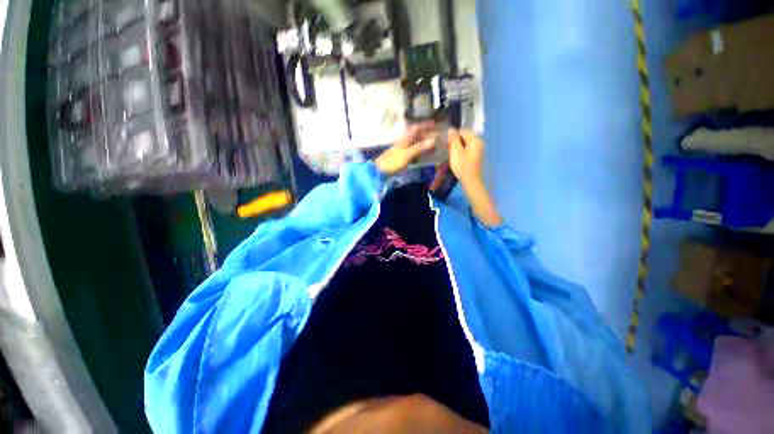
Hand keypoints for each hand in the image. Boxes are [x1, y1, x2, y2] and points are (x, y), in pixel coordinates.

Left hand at [375, 121, 437, 174]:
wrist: (382, 170)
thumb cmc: (394, 161)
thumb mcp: (407, 154)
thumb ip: (420, 147)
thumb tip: (434, 140)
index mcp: (406, 137)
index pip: (417, 127)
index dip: (426, 125)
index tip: (436, 123)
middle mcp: (406, 140)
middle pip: (418, 135)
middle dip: (428, 134)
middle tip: (440, 135)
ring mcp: (405, 148)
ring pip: (418, 143)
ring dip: (426, 143)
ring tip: (437, 144)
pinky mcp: (404, 156)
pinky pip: (416, 151)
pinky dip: (422, 151)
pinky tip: (428, 153)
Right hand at [448, 129, 502, 226]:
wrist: (470, 181)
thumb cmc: (463, 166)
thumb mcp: (456, 151)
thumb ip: (453, 139)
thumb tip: (451, 129)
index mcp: (475, 140)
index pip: (463, 131)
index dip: (453, 136)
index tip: (446, 143)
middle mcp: (479, 144)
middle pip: (464, 138)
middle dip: (455, 142)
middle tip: (447, 149)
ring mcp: (477, 151)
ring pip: (464, 145)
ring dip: (457, 149)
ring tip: (450, 155)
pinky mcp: (475, 158)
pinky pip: (466, 152)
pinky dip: (460, 153)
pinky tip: (455, 160)